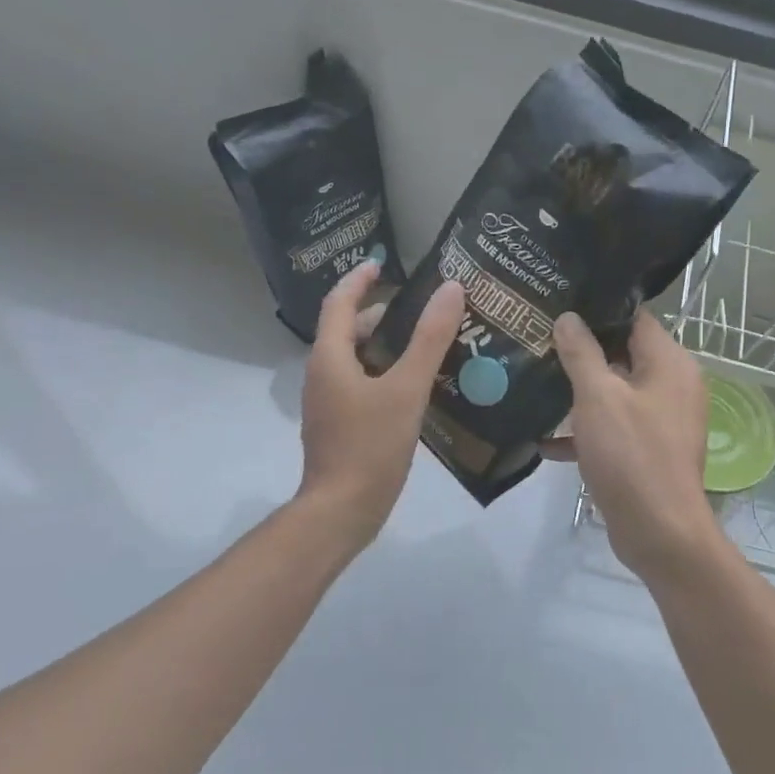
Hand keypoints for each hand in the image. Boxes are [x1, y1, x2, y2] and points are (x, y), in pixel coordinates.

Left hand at [296, 262, 463, 545]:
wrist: (342, 510)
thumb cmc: (370, 445)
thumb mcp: (406, 389)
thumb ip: (429, 339)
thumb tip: (451, 289)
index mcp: (330, 358)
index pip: (339, 303)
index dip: (359, 279)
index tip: (383, 263)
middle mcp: (323, 375)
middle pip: (348, 331)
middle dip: (380, 314)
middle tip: (422, 309)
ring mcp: (329, 403)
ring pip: (356, 360)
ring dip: (385, 345)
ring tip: (426, 344)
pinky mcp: (340, 425)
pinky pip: (361, 385)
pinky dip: (385, 373)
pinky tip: (416, 387)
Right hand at [543, 310, 725, 579]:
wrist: (659, 532)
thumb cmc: (631, 455)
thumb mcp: (598, 397)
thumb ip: (581, 353)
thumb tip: (568, 317)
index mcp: (669, 363)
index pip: (634, 317)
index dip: (597, 309)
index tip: (558, 304)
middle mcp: (672, 385)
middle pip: (623, 353)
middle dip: (580, 350)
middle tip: (536, 338)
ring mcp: (662, 419)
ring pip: (615, 392)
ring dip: (578, 391)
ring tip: (533, 379)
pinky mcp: (648, 449)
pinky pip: (614, 427)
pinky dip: (586, 430)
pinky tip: (545, 437)